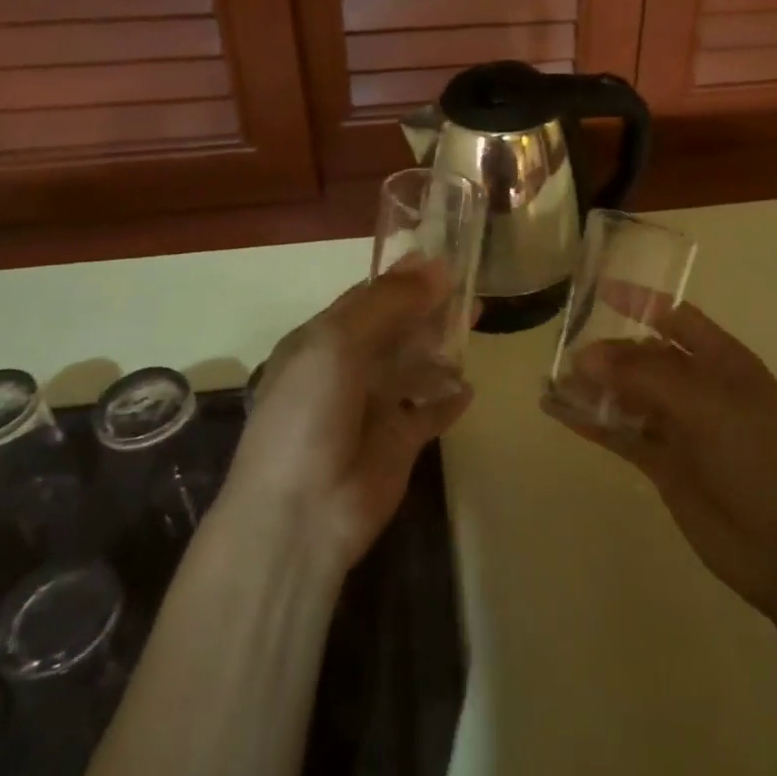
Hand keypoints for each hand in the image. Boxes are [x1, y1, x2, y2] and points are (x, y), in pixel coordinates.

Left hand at [221, 259, 472, 569]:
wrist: (301, 514)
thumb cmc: (309, 413)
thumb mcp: (338, 343)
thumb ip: (388, 302)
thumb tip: (438, 265)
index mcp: (321, 340)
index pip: (367, 298)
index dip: (404, 279)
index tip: (446, 260)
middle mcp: (347, 368)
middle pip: (397, 329)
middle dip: (431, 309)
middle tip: (472, 292)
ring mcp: (374, 406)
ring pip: (415, 366)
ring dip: (442, 348)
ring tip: (476, 327)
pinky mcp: (399, 442)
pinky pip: (430, 412)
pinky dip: (449, 400)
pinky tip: (469, 388)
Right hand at [543, 304, 776, 619]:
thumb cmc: (759, 457)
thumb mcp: (706, 403)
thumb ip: (644, 375)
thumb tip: (586, 355)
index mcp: (722, 361)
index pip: (675, 318)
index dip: (639, 302)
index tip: (597, 289)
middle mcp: (700, 388)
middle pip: (644, 358)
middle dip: (607, 351)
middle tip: (563, 353)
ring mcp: (681, 428)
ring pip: (629, 397)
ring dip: (594, 388)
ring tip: (552, 381)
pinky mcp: (664, 466)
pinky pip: (622, 434)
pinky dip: (592, 423)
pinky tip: (559, 413)